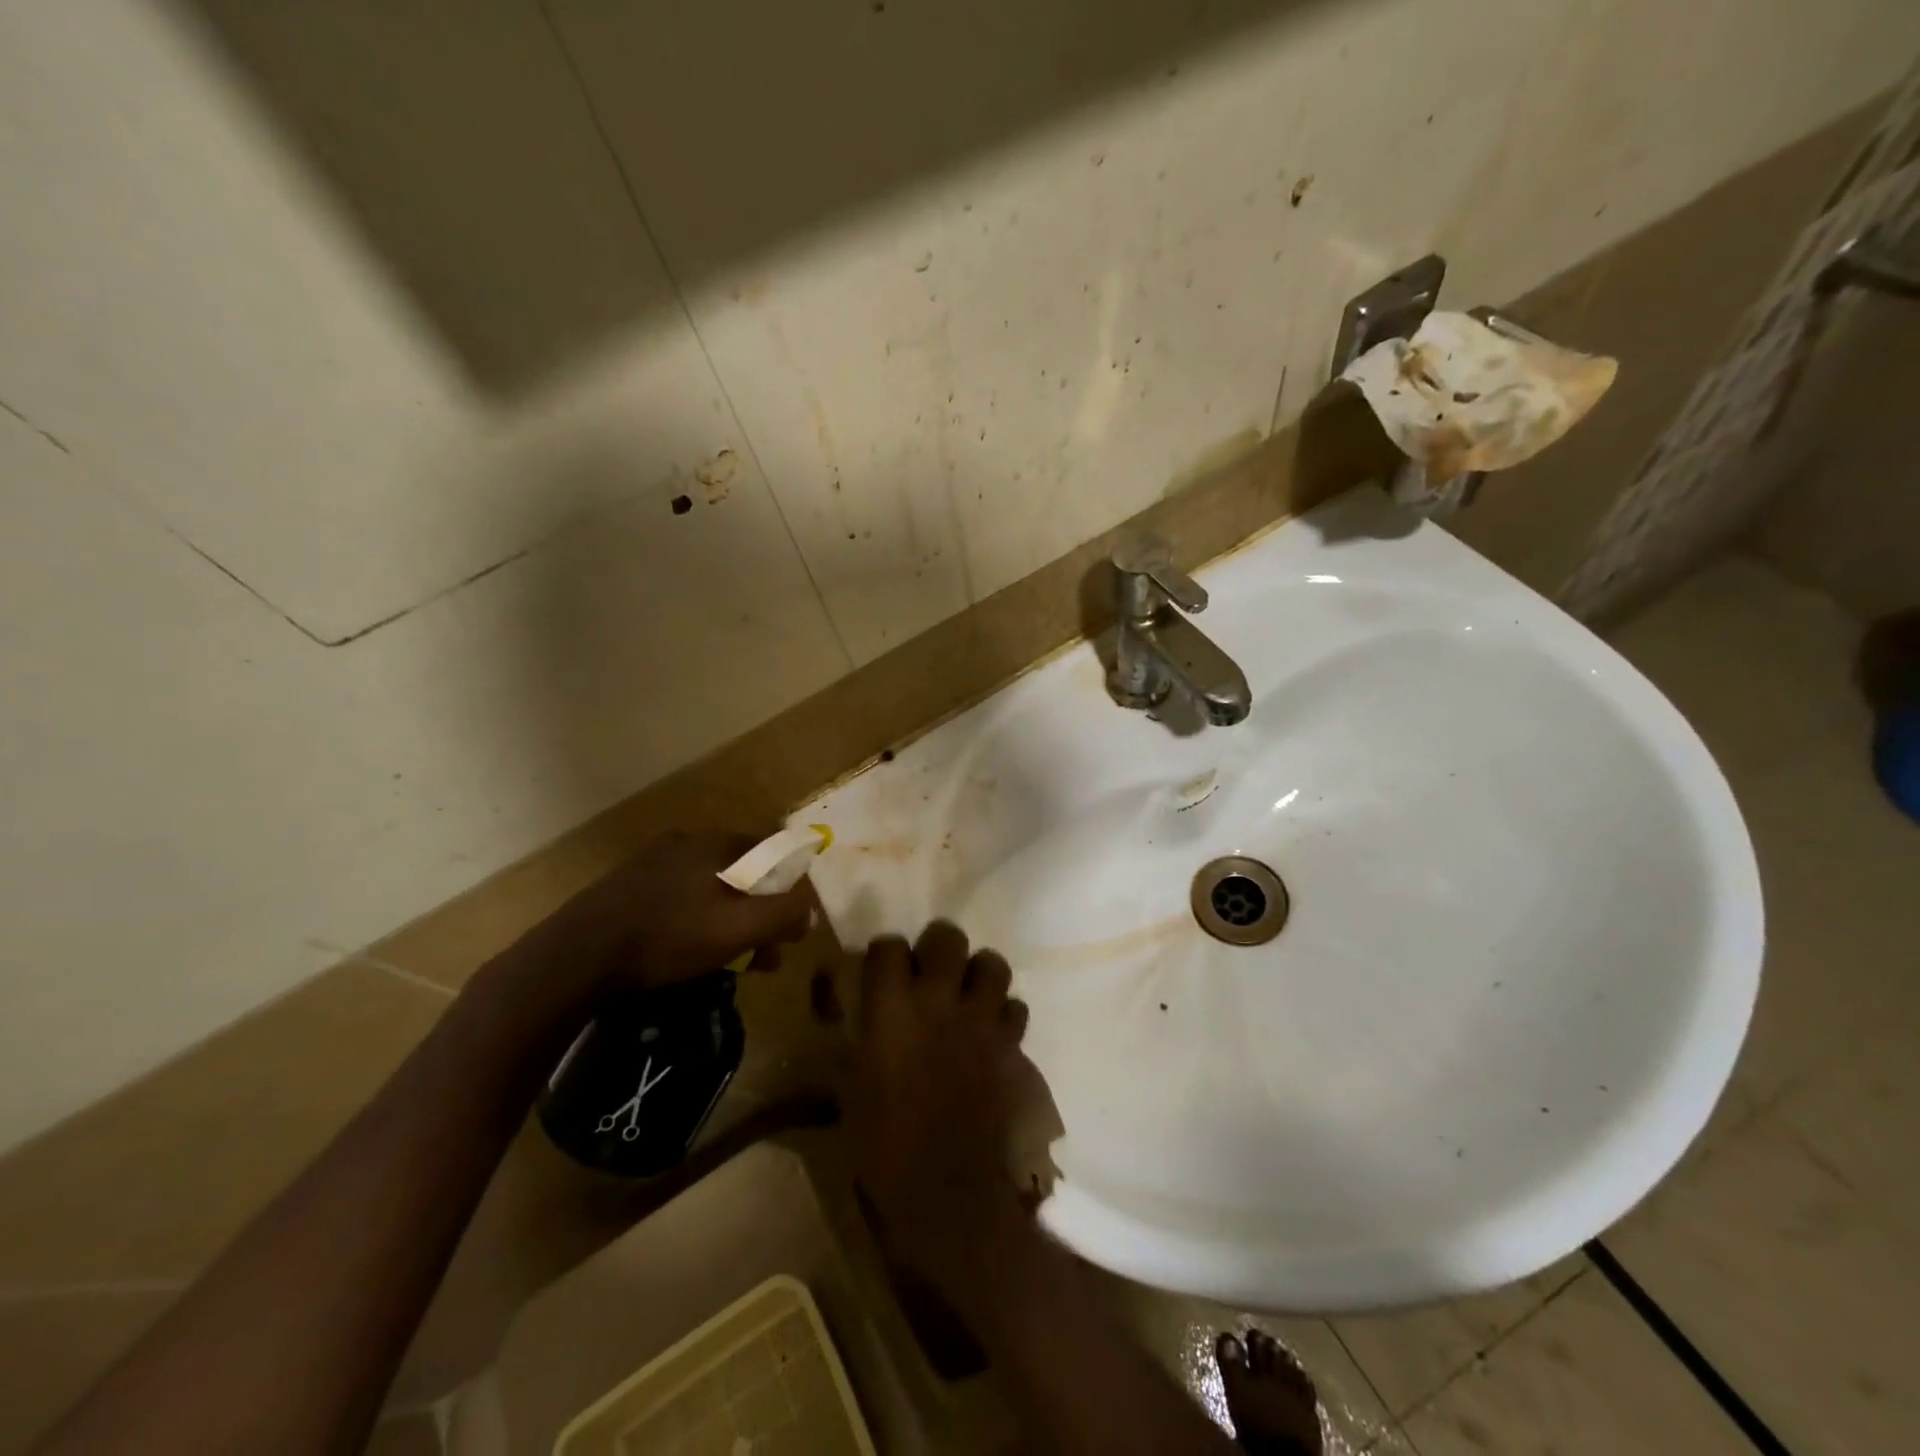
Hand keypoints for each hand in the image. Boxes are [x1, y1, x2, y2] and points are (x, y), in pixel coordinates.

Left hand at [500, 831, 812, 1014]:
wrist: (577, 956)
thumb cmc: (668, 937)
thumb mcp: (738, 929)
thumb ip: (783, 915)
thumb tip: (811, 910)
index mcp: (716, 844)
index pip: (772, 852)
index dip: (790, 887)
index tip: (792, 924)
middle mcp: (687, 843)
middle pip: (742, 873)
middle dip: (761, 912)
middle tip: (766, 954)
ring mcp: (653, 863)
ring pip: (710, 888)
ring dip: (730, 921)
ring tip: (733, 963)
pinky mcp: (628, 887)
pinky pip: (680, 898)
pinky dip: (698, 921)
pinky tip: (690, 953)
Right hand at [845, 922, 1036, 1289]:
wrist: (948, 1192)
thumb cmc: (884, 1146)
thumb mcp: (851, 1091)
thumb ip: (858, 1043)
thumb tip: (861, 1023)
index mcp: (891, 1008)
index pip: (888, 946)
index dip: (884, 954)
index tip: (882, 970)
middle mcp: (938, 1000)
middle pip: (947, 937)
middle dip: (938, 947)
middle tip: (931, 971)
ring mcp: (980, 1019)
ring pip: (992, 963)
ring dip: (978, 973)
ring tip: (967, 995)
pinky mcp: (1009, 1044)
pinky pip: (1015, 1007)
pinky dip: (1004, 1014)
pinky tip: (990, 1033)